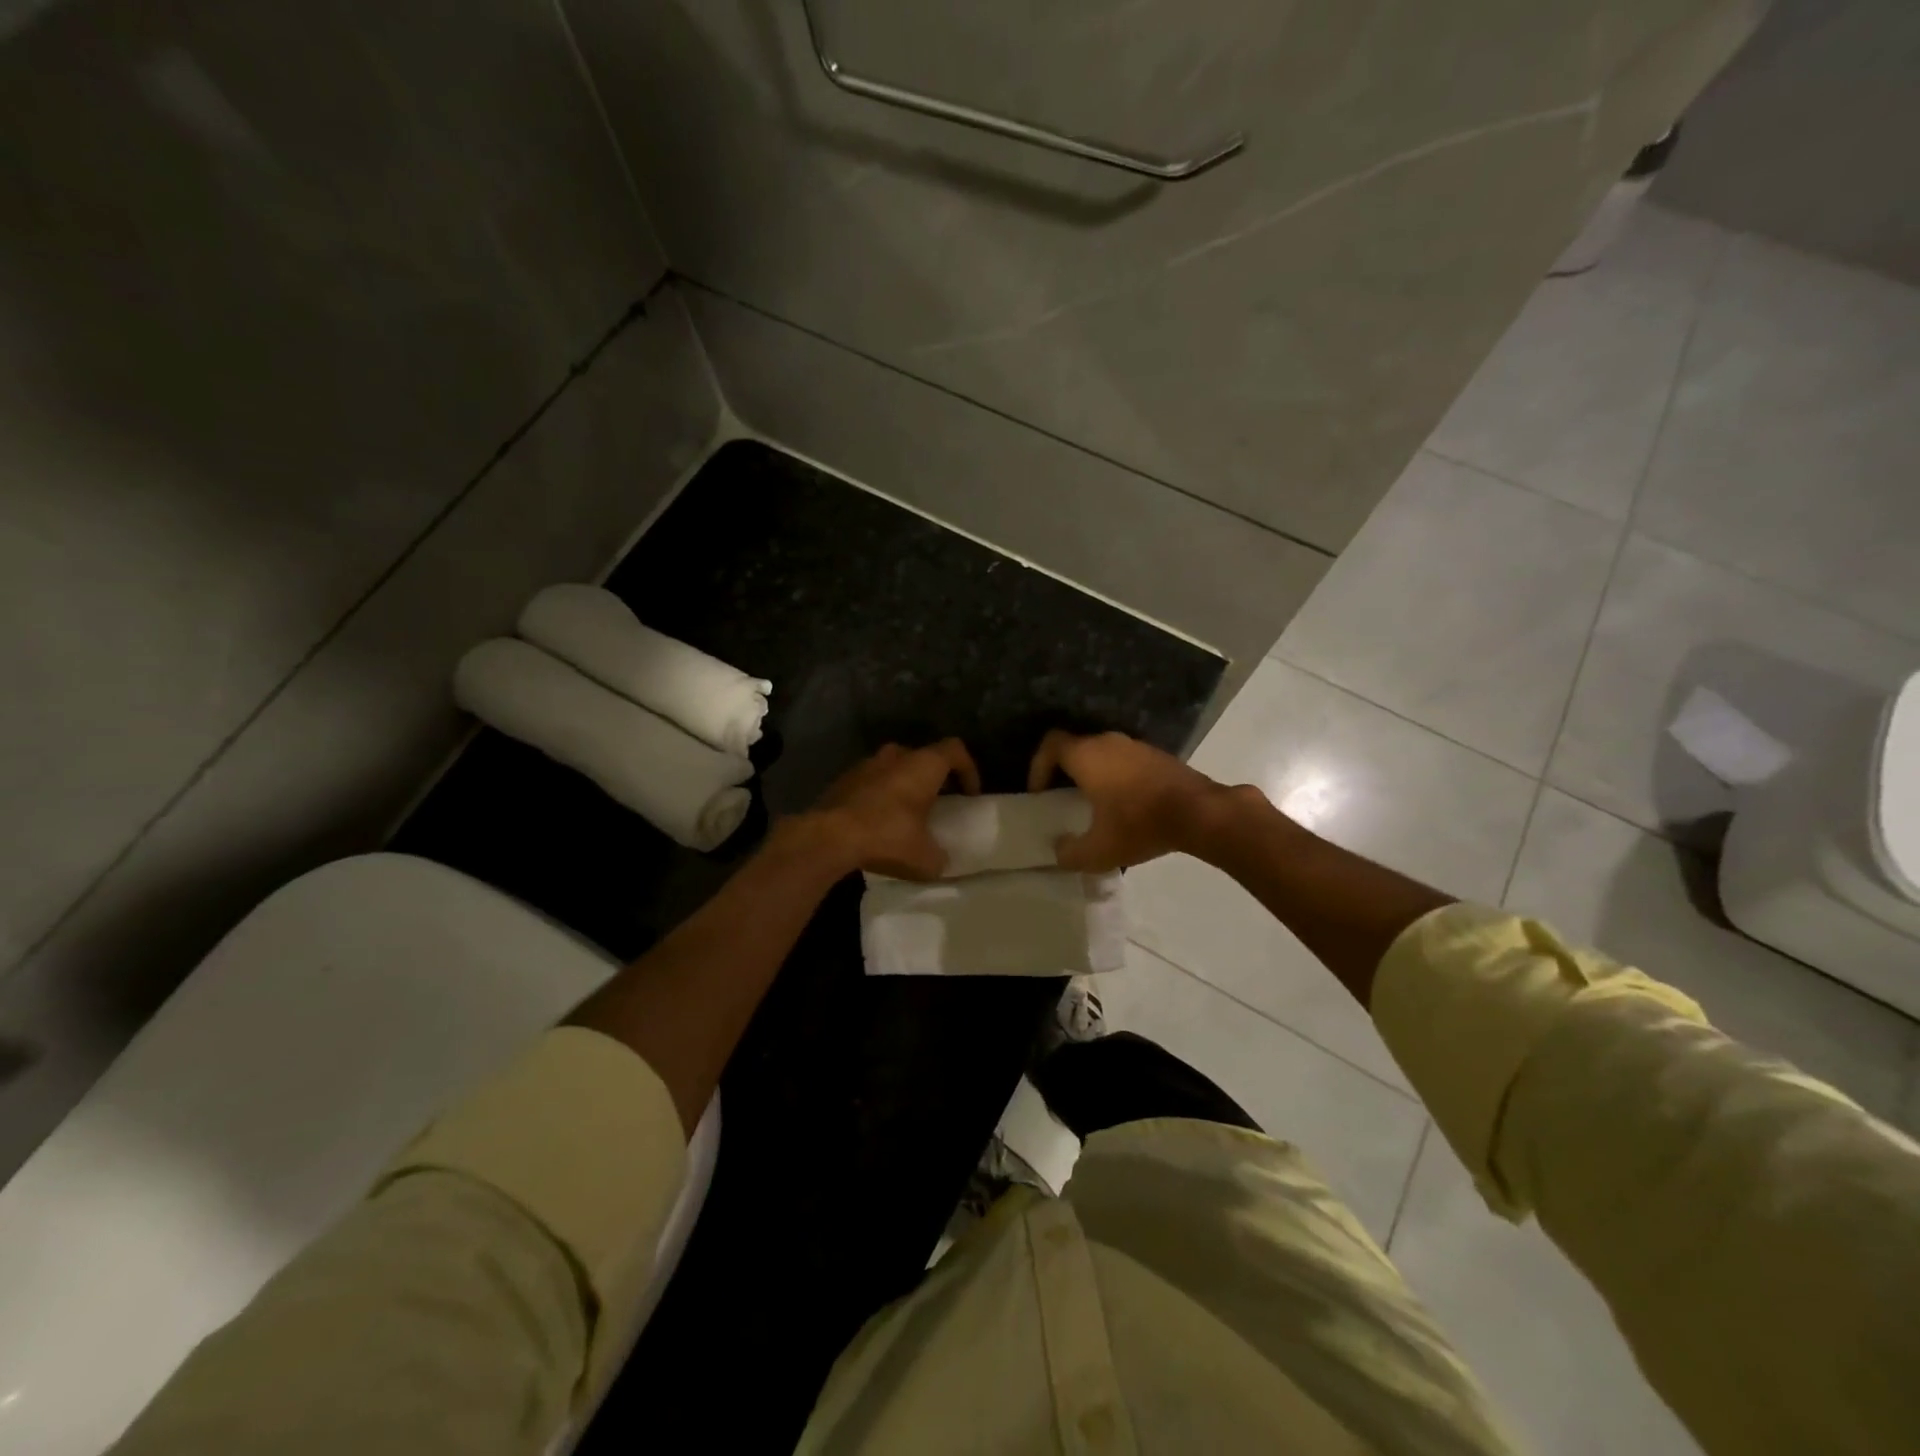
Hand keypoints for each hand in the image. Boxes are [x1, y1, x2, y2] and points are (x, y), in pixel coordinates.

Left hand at [804, 739, 981, 878]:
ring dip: (903, 786)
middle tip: (938, 803)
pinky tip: (877, 822)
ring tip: (905, 814)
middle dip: (933, 778)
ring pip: (894, 768)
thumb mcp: (925, 858)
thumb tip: (940, 861)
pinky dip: (879, 796)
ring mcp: (865, 764)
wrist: (827, 836)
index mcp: (922, 765)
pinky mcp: (843, 779)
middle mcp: (895, 756)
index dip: (968, 769)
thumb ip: (939, 857)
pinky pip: (871, 782)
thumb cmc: (886, 836)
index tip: (969, 794)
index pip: (955, 750)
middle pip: (922, 757)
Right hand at [1027, 729, 1235, 870]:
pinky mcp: (1158, 756)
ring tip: (1093, 805)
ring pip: (1102, 753)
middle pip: (1075, 748)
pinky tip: (1125, 805)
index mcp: (1087, 755)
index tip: (1039, 793)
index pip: (1050, 744)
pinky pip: (1125, 761)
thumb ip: (1069, 853)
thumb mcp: (1098, 851)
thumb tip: (1060, 850)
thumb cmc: (1140, 824)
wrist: (1200, 813)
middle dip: (1064, 772)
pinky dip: (1116, 777)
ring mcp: (1136, 746)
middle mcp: (1108, 741)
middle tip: (1062, 799)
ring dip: (1092, 774)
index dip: (1038, 766)